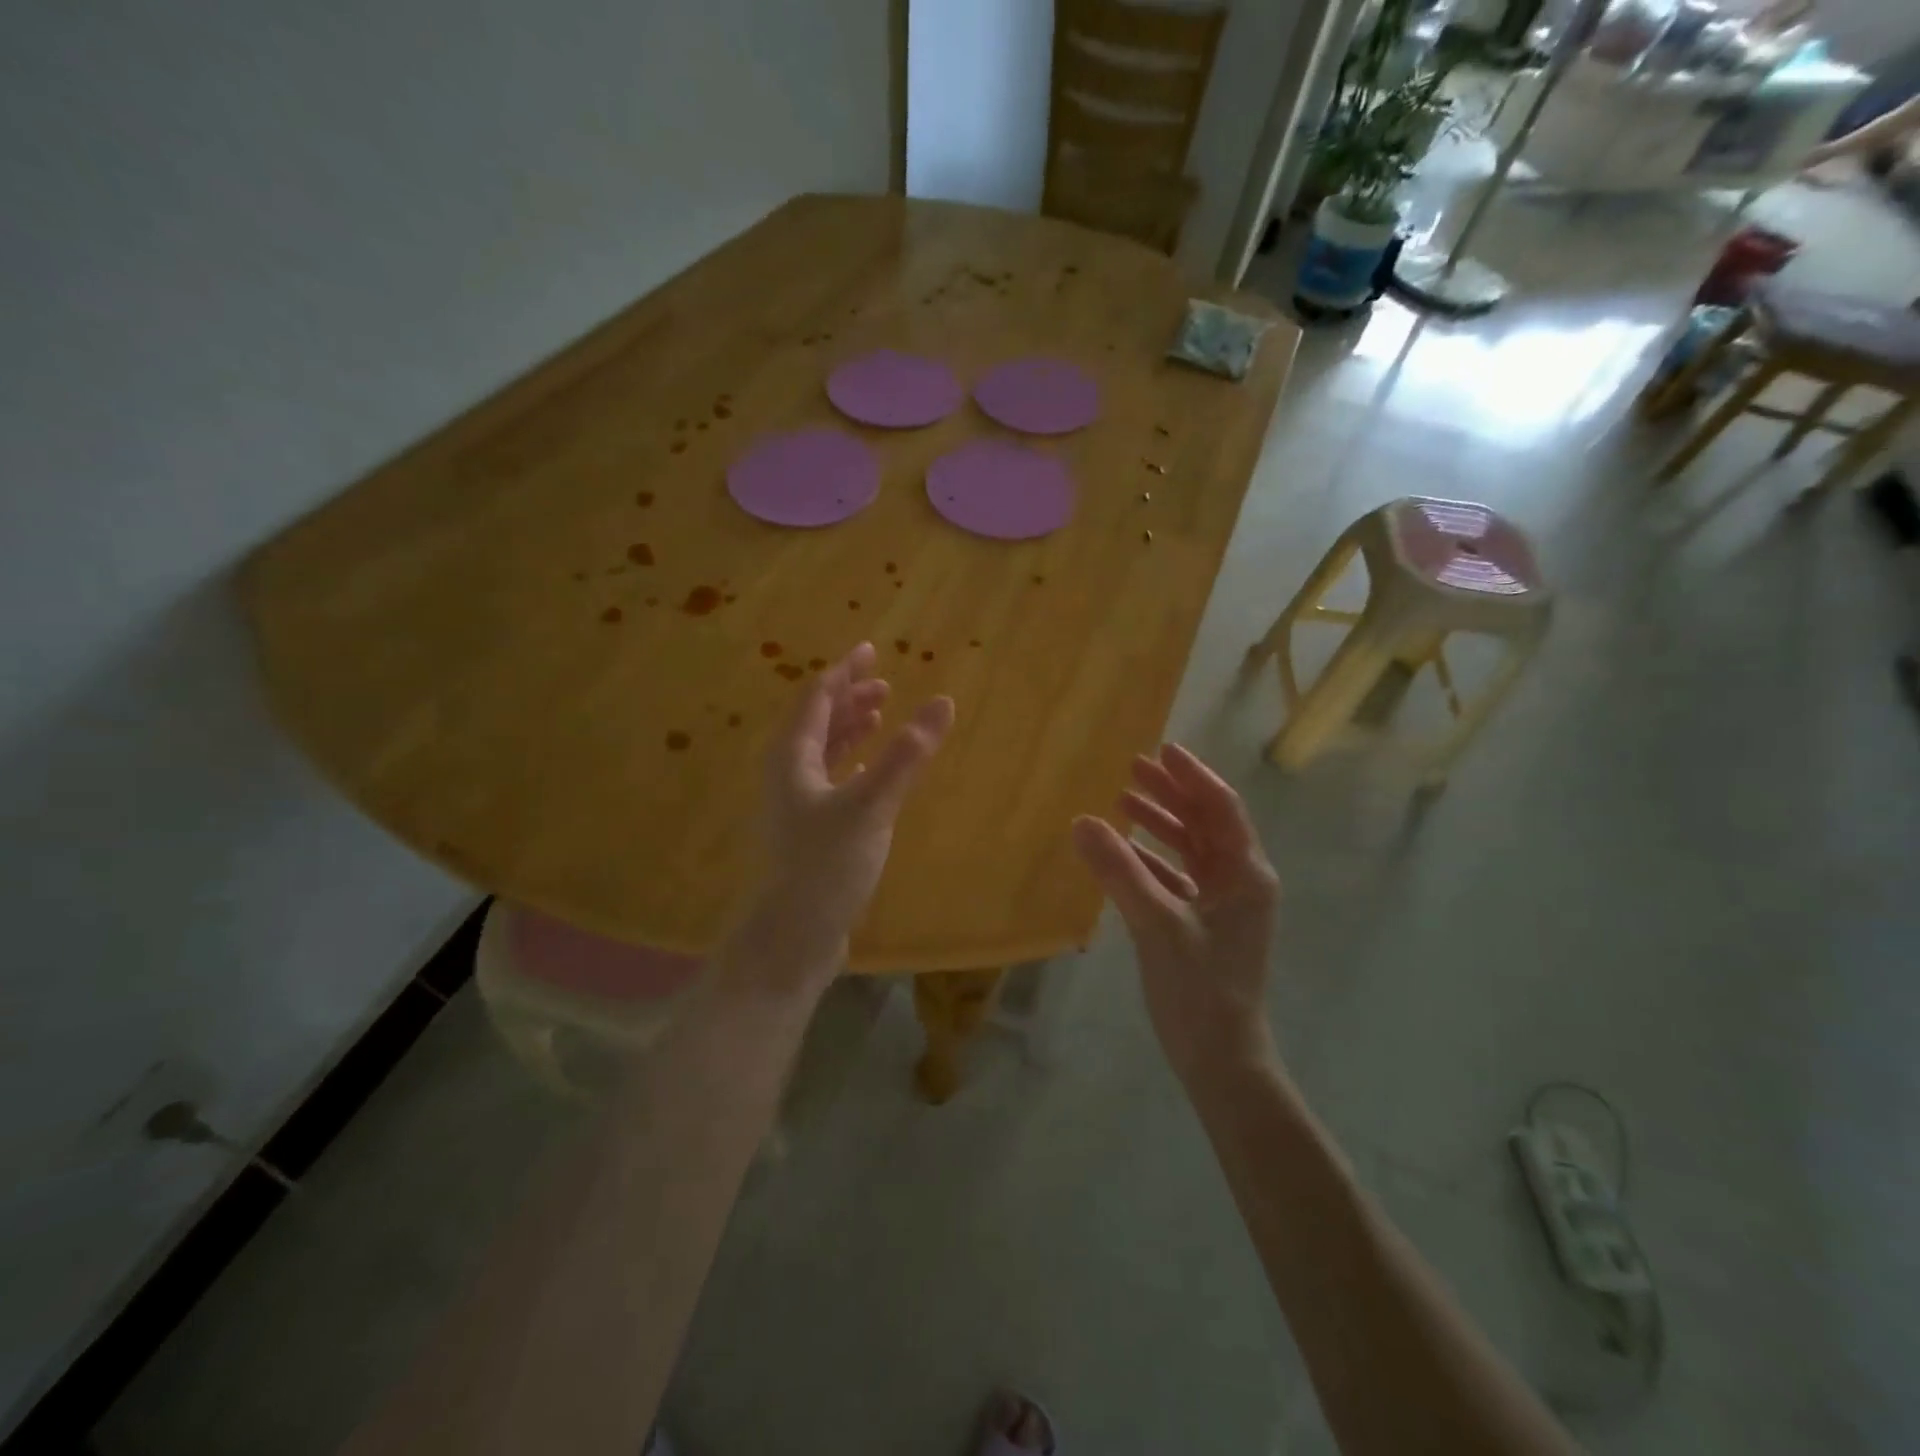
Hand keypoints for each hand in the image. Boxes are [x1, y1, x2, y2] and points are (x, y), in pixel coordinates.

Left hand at [727, 642, 953, 992]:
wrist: (793, 936)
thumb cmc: (826, 865)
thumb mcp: (871, 805)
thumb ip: (907, 755)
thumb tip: (943, 702)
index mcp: (792, 757)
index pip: (817, 697)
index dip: (845, 671)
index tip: (872, 650)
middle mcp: (789, 773)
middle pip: (818, 720)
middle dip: (850, 697)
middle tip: (884, 682)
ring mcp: (797, 803)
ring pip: (824, 750)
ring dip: (851, 728)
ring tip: (880, 714)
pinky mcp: (811, 830)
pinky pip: (832, 778)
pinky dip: (853, 762)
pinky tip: (871, 768)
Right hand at [1072, 744, 1280, 1084]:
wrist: (1220, 1060)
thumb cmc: (1200, 989)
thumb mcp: (1157, 924)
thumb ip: (1119, 870)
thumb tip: (1082, 821)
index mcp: (1245, 874)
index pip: (1221, 808)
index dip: (1192, 776)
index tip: (1161, 749)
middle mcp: (1239, 882)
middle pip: (1206, 823)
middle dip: (1172, 793)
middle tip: (1134, 767)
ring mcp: (1222, 905)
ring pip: (1191, 849)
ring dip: (1160, 823)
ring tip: (1124, 799)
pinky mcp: (1202, 926)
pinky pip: (1176, 878)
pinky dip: (1151, 859)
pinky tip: (1121, 851)